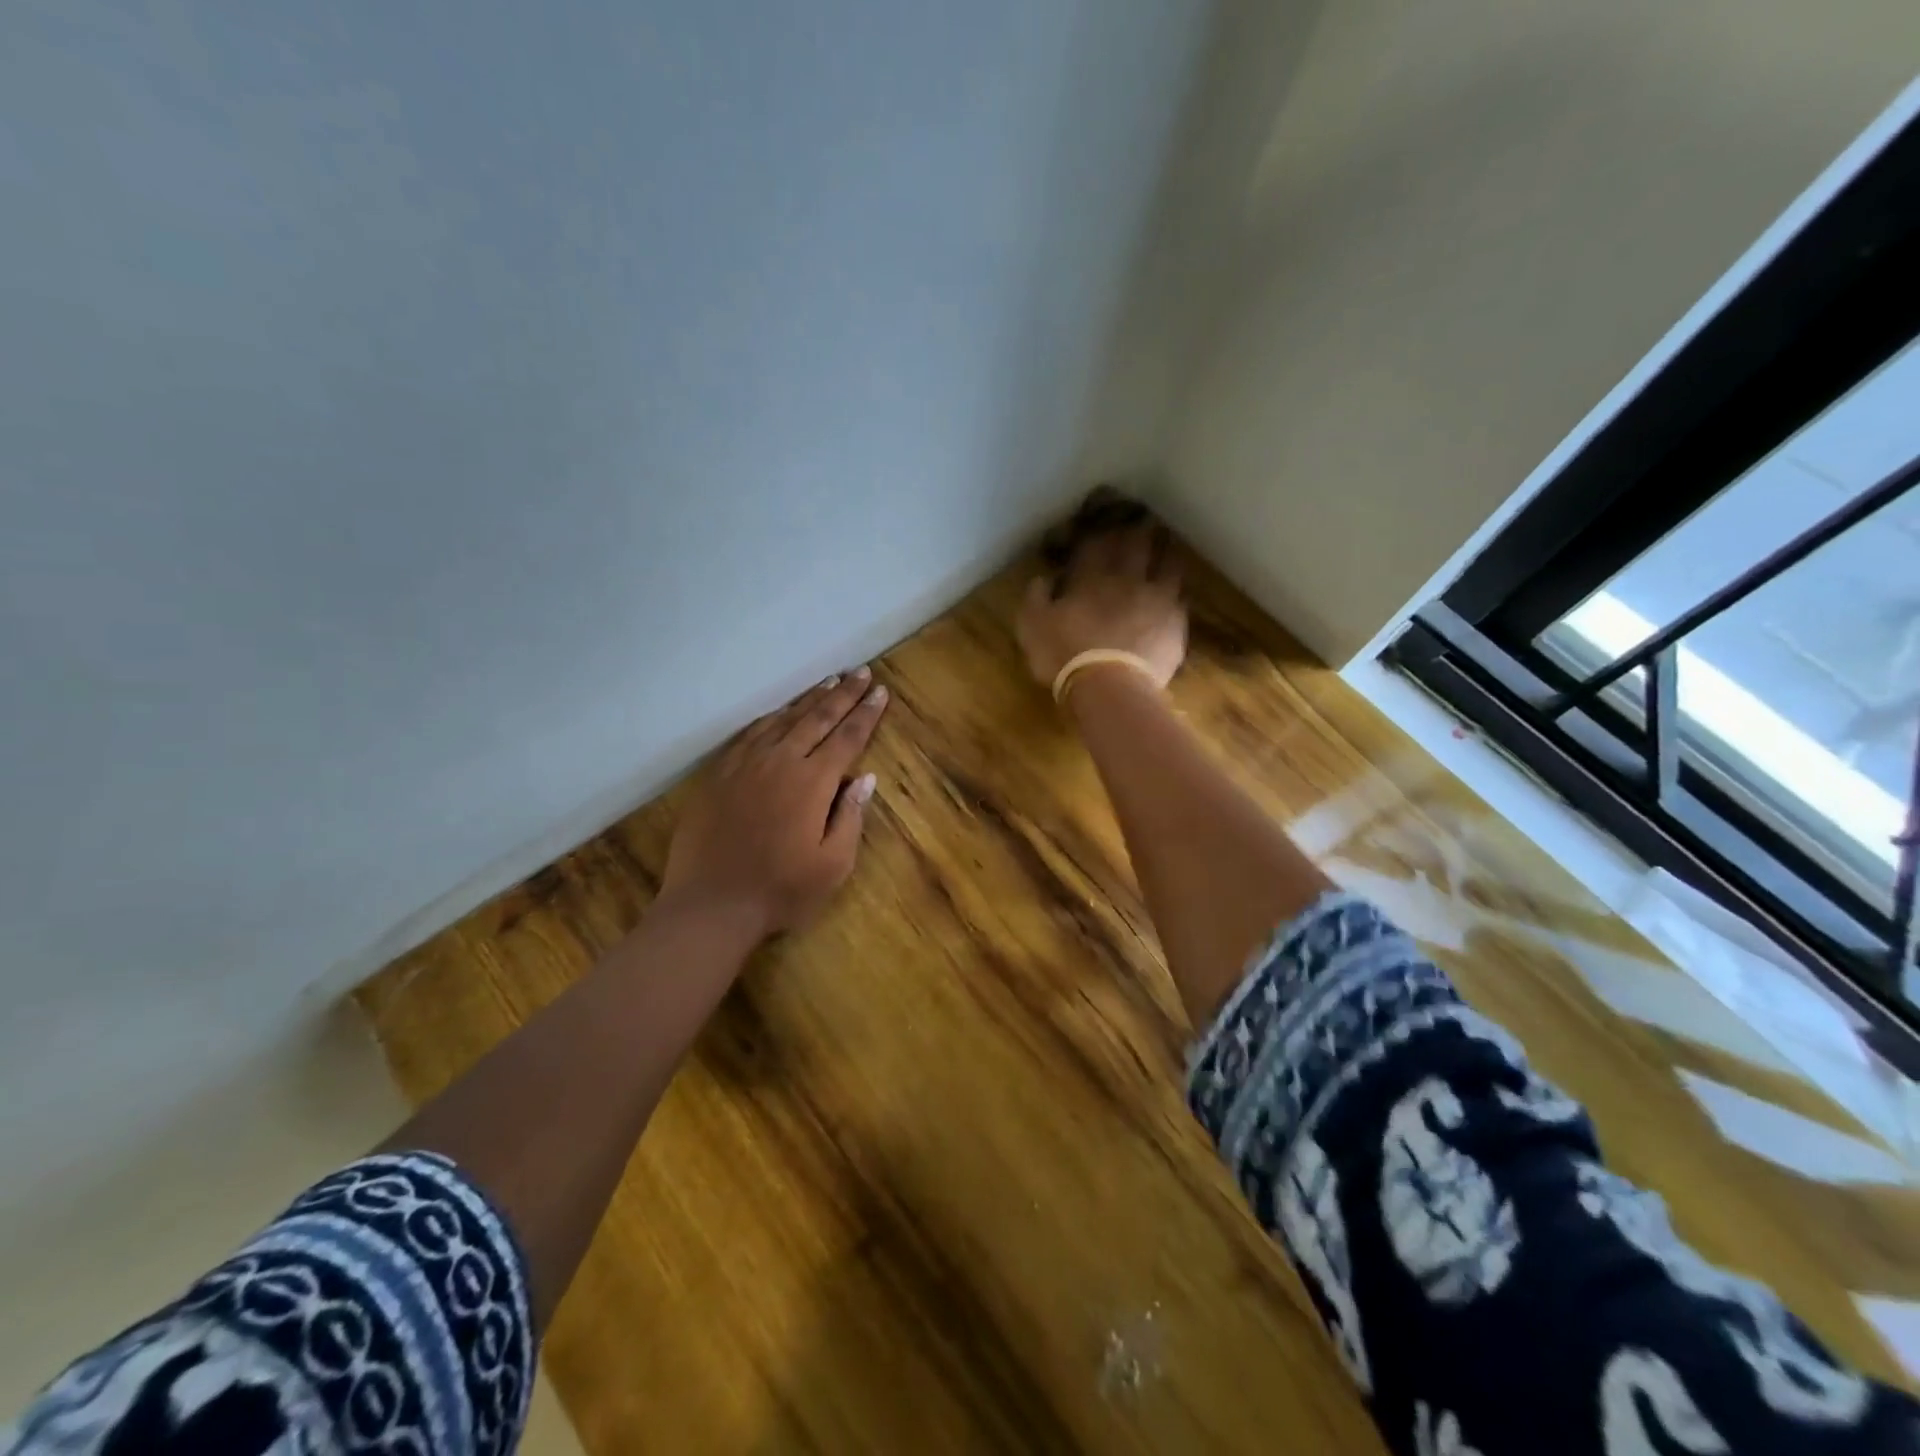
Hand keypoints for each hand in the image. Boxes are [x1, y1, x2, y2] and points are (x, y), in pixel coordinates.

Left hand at [661, 668, 889, 938]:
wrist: (710, 906)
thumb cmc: (780, 891)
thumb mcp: (833, 865)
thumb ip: (850, 817)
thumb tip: (864, 778)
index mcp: (813, 782)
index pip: (847, 738)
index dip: (866, 713)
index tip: (880, 692)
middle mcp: (781, 762)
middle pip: (817, 718)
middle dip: (843, 694)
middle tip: (861, 672)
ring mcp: (745, 764)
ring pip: (783, 720)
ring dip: (809, 699)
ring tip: (828, 682)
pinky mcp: (718, 774)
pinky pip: (750, 734)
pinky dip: (771, 718)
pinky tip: (779, 714)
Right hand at [1017, 521, 1185, 692]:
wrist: (1109, 687)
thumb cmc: (1064, 655)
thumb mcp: (1032, 626)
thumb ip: (1035, 597)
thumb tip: (1043, 578)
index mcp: (1092, 577)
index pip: (1098, 543)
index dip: (1102, 529)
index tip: (1105, 520)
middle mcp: (1128, 579)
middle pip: (1138, 544)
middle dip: (1139, 530)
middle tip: (1143, 520)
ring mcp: (1158, 600)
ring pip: (1169, 565)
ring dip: (1167, 553)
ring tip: (1168, 548)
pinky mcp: (1176, 625)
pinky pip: (1181, 600)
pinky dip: (1177, 594)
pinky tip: (1177, 596)